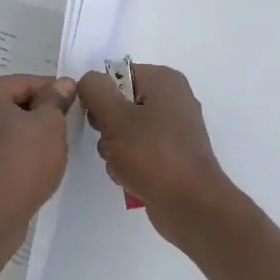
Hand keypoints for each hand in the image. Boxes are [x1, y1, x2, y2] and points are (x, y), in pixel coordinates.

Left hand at [0, 75, 77, 236]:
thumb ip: (56, 99)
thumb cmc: (21, 162)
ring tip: (50, 150)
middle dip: (39, 113)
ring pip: (2, 127)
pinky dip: (12, 151)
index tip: (76, 105)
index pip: (26, 82)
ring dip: (26, 134)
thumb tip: (62, 84)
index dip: (55, 92)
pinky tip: (30, 166)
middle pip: (11, 103)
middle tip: (65, 129)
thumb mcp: (50, 124)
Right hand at [75, 64, 239, 240]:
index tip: (97, 119)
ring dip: (114, 149)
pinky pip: (139, 150)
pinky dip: (129, 163)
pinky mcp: (173, 154)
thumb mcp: (115, 117)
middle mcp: (173, 98)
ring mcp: (175, 128)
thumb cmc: (152, 155)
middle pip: (120, 103)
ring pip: (126, 130)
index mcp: (164, 80)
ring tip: (121, 165)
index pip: (116, 74)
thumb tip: (89, 80)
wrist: (190, 205)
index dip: (100, 96)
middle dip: (107, 126)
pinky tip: (129, 178)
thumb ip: (95, 91)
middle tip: (111, 144)